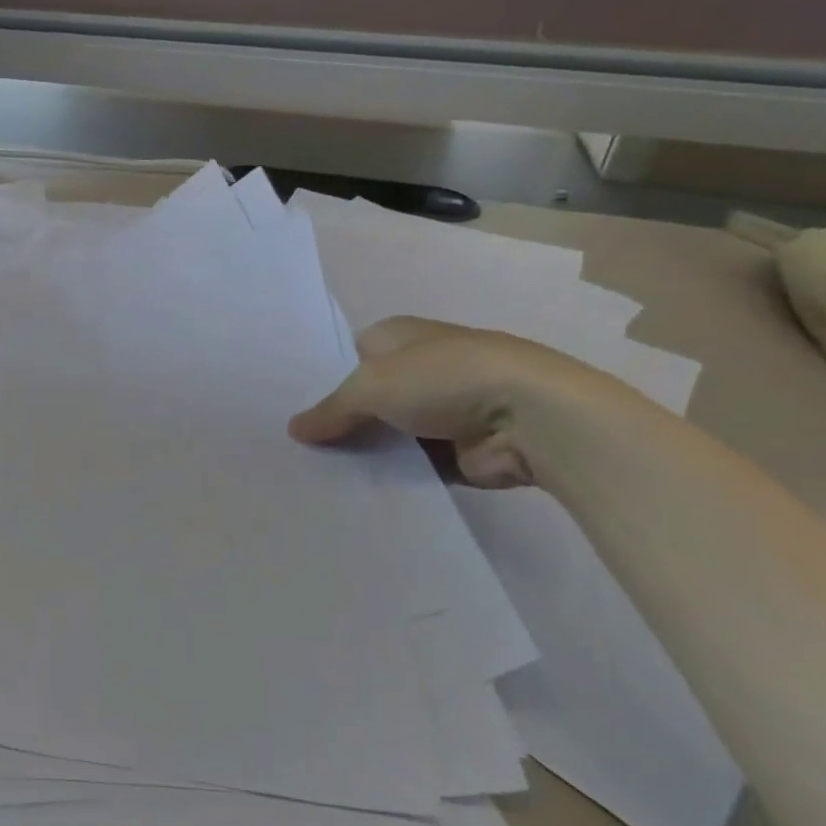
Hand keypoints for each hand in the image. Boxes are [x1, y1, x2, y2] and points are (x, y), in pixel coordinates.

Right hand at [288, 317, 622, 487]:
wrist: (532, 418)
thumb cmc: (444, 379)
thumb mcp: (371, 386)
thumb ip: (330, 411)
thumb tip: (293, 430)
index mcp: (399, 335)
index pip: (350, 354)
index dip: (324, 379)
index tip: (295, 408)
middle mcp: (420, 367)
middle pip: (367, 397)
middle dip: (340, 420)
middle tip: (297, 448)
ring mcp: (443, 409)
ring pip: (388, 433)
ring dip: (366, 451)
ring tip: (317, 474)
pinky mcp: (459, 449)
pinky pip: (412, 464)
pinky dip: (393, 475)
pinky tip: (357, 490)